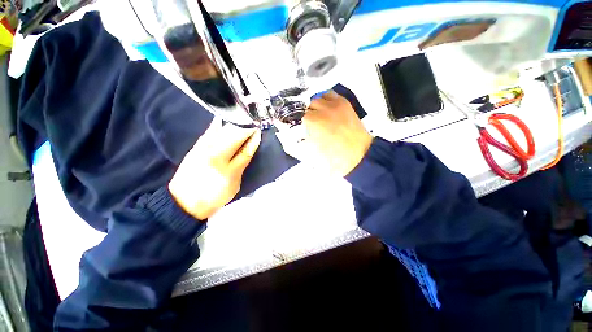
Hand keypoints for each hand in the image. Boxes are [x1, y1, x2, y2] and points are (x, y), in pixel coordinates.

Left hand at [168, 121, 261, 220]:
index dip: (253, 136)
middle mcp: (212, 150)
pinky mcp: (195, 145)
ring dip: (234, 124)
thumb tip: (252, 144)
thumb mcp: (235, 182)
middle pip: (232, 132)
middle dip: (244, 126)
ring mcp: (202, 146)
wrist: (184, 201)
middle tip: (254, 123)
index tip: (260, 129)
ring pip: (221, 128)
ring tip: (243, 121)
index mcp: (224, 162)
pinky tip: (226, 122)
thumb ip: (243, 161)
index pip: (243, 144)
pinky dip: (220, 125)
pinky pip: (211, 130)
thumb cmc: (214, 195)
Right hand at [303, 91, 372, 176]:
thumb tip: (303, 132)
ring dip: (318, 104)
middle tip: (310, 121)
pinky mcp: (345, 105)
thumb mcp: (315, 149)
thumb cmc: (336, 155)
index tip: (302, 124)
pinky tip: (328, 108)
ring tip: (319, 113)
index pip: (301, 115)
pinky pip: (333, 95)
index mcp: (315, 121)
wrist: (358, 154)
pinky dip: (328, 99)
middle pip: (310, 104)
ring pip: (321, 97)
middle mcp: (324, 109)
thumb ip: (307, 137)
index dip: (300, 121)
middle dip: (309, 112)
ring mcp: (336, 105)